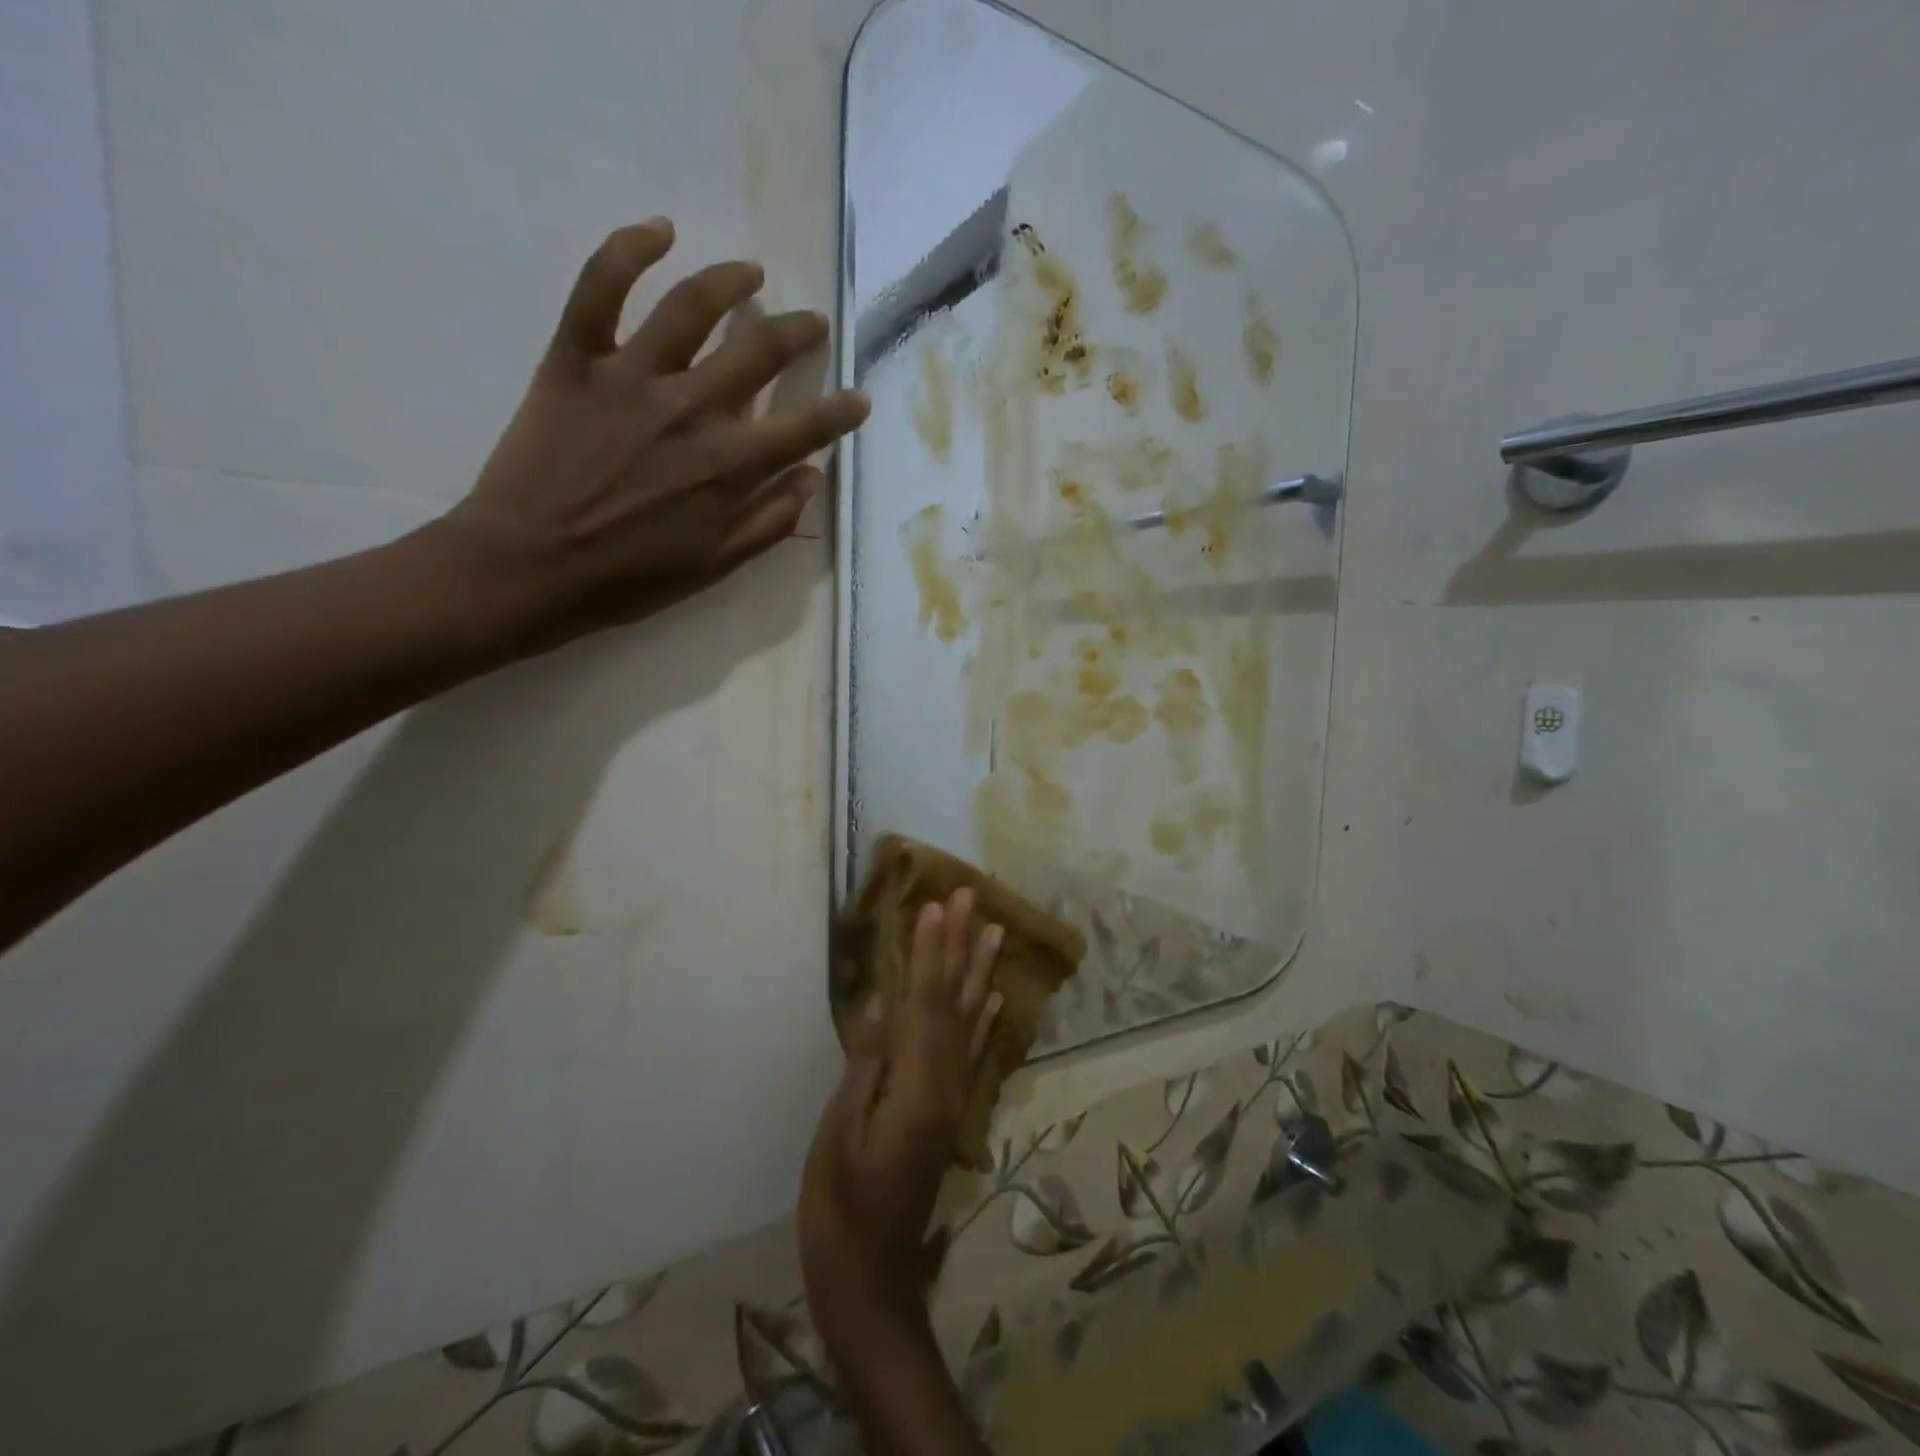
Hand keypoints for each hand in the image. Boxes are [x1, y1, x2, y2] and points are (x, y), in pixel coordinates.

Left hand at [436, 219, 869, 654]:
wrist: (529, 568)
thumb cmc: (629, 579)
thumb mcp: (716, 566)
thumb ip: (769, 521)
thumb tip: (810, 478)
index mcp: (729, 465)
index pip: (804, 427)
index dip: (840, 411)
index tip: (860, 398)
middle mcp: (692, 409)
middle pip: (759, 350)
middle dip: (796, 332)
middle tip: (810, 324)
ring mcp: (633, 377)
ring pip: (691, 306)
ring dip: (730, 281)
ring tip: (750, 272)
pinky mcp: (576, 359)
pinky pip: (600, 287)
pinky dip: (629, 249)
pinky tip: (660, 231)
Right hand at [800, 889, 1003, 1354]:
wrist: (872, 1284)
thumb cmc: (839, 1212)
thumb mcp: (839, 1139)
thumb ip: (865, 1071)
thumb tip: (881, 1012)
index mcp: (917, 1088)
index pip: (925, 1004)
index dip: (930, 952)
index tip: (935, 907)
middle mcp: (945, 1085)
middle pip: (954, 1002)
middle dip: (960, 947)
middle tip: (971, 899)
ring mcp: (952, 1100)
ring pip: (969, 1022)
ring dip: (979, 973)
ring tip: (994, 931)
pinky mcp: (948, 1114)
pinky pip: (971, 1056)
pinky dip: (983, 1023)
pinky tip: (993, 1000)